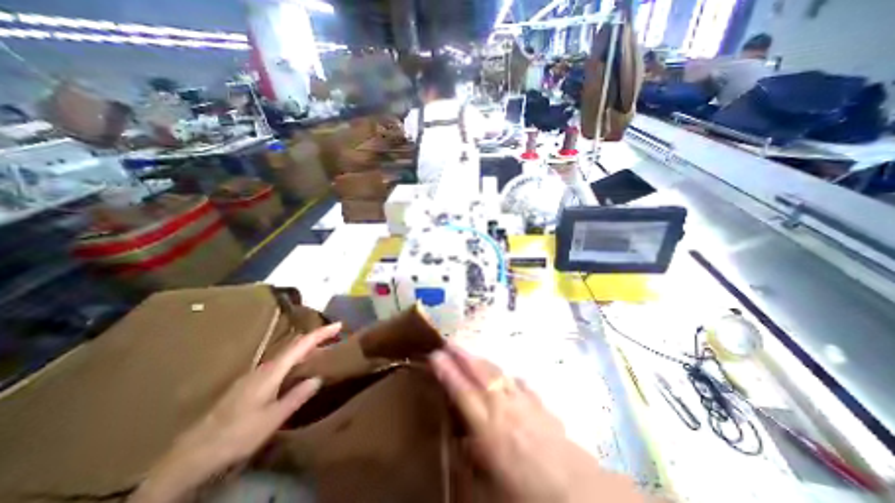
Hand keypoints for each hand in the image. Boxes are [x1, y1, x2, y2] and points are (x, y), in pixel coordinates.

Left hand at [129, 324, 342, 501]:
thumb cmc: (235, 436)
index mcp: (271, 372)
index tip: (339, 324)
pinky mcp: (251, 384)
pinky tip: (299, 367)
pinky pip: (280, 363)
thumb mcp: (272, 419)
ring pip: (286, 353)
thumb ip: (297, 396)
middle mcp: (264, 367)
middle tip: (335, 335)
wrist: (190, 457)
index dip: (321, 333)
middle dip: (315, 337)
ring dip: (306, 347)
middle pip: (294, 345)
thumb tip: (318, 378)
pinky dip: (296, 358)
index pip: (301, 345)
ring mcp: (255, 375)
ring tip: (323, 348)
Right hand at [427, 345, 643, 501]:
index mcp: (489, 428)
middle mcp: (505, 408)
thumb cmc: (529, 497)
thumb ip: (471, 463)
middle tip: (449, 343)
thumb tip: (460, 443)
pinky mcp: (543, 408)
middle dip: (463, 356)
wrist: (582, 497)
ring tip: (471, 353)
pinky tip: (513, 378)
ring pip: (500, 374)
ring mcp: (526, 404)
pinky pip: (524, 387)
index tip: (435, 355)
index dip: (447, 372)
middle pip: (481, 374)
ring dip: (483, 362)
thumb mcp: (490, 491)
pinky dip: (514, 380)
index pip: (462, 391)